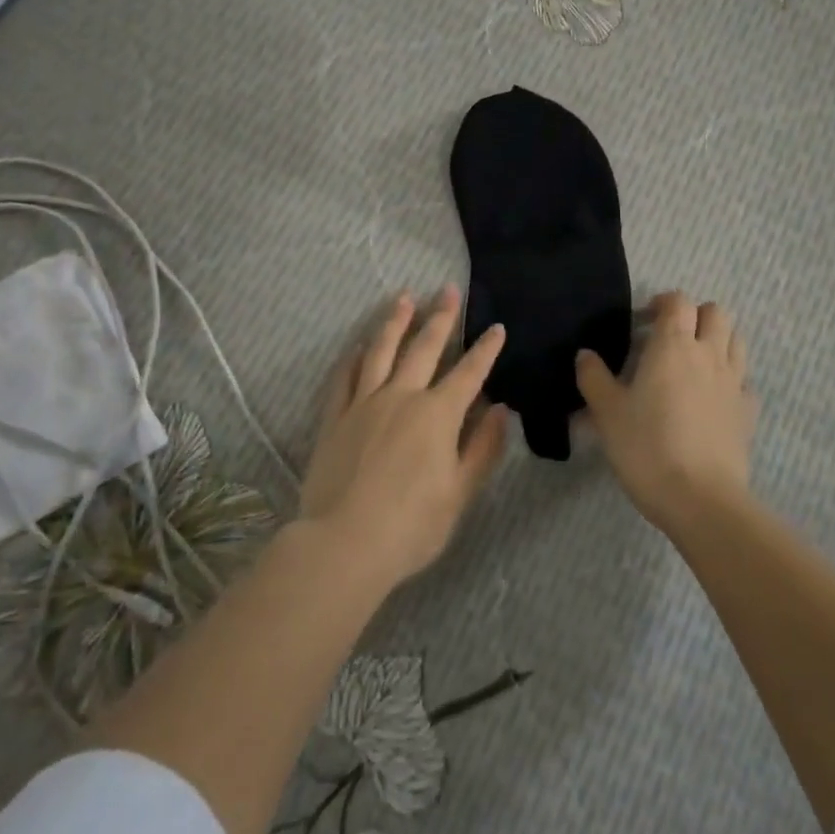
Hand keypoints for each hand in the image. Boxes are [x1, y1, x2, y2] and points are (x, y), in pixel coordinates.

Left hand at [300, 285, 508, 589]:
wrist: (343, 544)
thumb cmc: (411, 526)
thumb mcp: (459, 493)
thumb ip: (482, 448)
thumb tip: (500, 410)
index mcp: (438, 415)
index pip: (469, 373)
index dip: (485, 349)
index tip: (496, 327)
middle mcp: (402, 397)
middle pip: (424, 347)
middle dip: (440, 317)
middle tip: (448, 289)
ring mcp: (364, 403)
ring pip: (381, 351)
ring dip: (394, 322)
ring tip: (403, 297)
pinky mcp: (334, 417)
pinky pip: (345, 377)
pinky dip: (355, 356)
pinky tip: (360, 345)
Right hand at [575, 291, 756, 535]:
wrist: (700, 499)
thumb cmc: (646, 447)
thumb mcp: (607, 412)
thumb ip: (593, 378)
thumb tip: (585, 355)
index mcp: (674, 346)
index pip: (678, 302)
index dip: (661, 303)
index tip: (642, 321)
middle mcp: (709, 355)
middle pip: (716, 313)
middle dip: (695, 315)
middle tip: (670, 337)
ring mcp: (734, 383)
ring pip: (736, 341)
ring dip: (717, 340)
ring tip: (693, 362)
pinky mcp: (748, 413)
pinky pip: (744, 382)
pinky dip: (731, 380)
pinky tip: (713, 399)